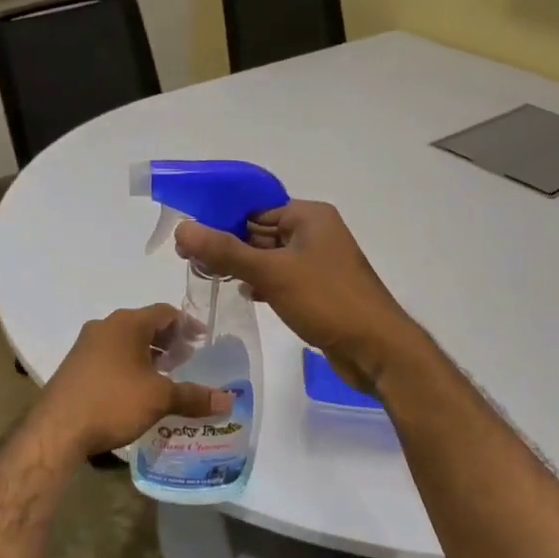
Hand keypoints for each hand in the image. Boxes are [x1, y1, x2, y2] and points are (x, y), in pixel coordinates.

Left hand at [33, 304, 233, 457]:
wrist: (57, 430)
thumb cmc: (113, 402)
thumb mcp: (159, 399)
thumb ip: (194, 396)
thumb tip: (228, 401)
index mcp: (127, 323)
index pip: (165, 312)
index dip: (188, 326)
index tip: (203, 342)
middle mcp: (105, 326)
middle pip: (145, 325)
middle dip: (168, 341)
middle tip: (187, 361)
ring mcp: (86, 344)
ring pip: (126, 341)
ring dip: (148, 354)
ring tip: (165, 377)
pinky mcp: (75, 365)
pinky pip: (110, 355)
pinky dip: (129, 364)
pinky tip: (136, 389)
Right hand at [174, 200, 420, 395]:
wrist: (376, 349)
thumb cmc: (326, 300)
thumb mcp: (271, 272)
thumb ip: (225, 251)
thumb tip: (182, 229)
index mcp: (309, 216)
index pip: (255, 208)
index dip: (221, 220)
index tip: (189, 239)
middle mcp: (316, 233)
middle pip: (261, 232)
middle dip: (229, 245)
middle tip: (191, 260)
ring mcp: (319, 263)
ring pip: (270, 257)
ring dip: (244, 266)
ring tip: (210, 277)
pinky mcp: (319, 290)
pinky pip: (283, 278)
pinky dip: (263, 283)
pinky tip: (246, 294)